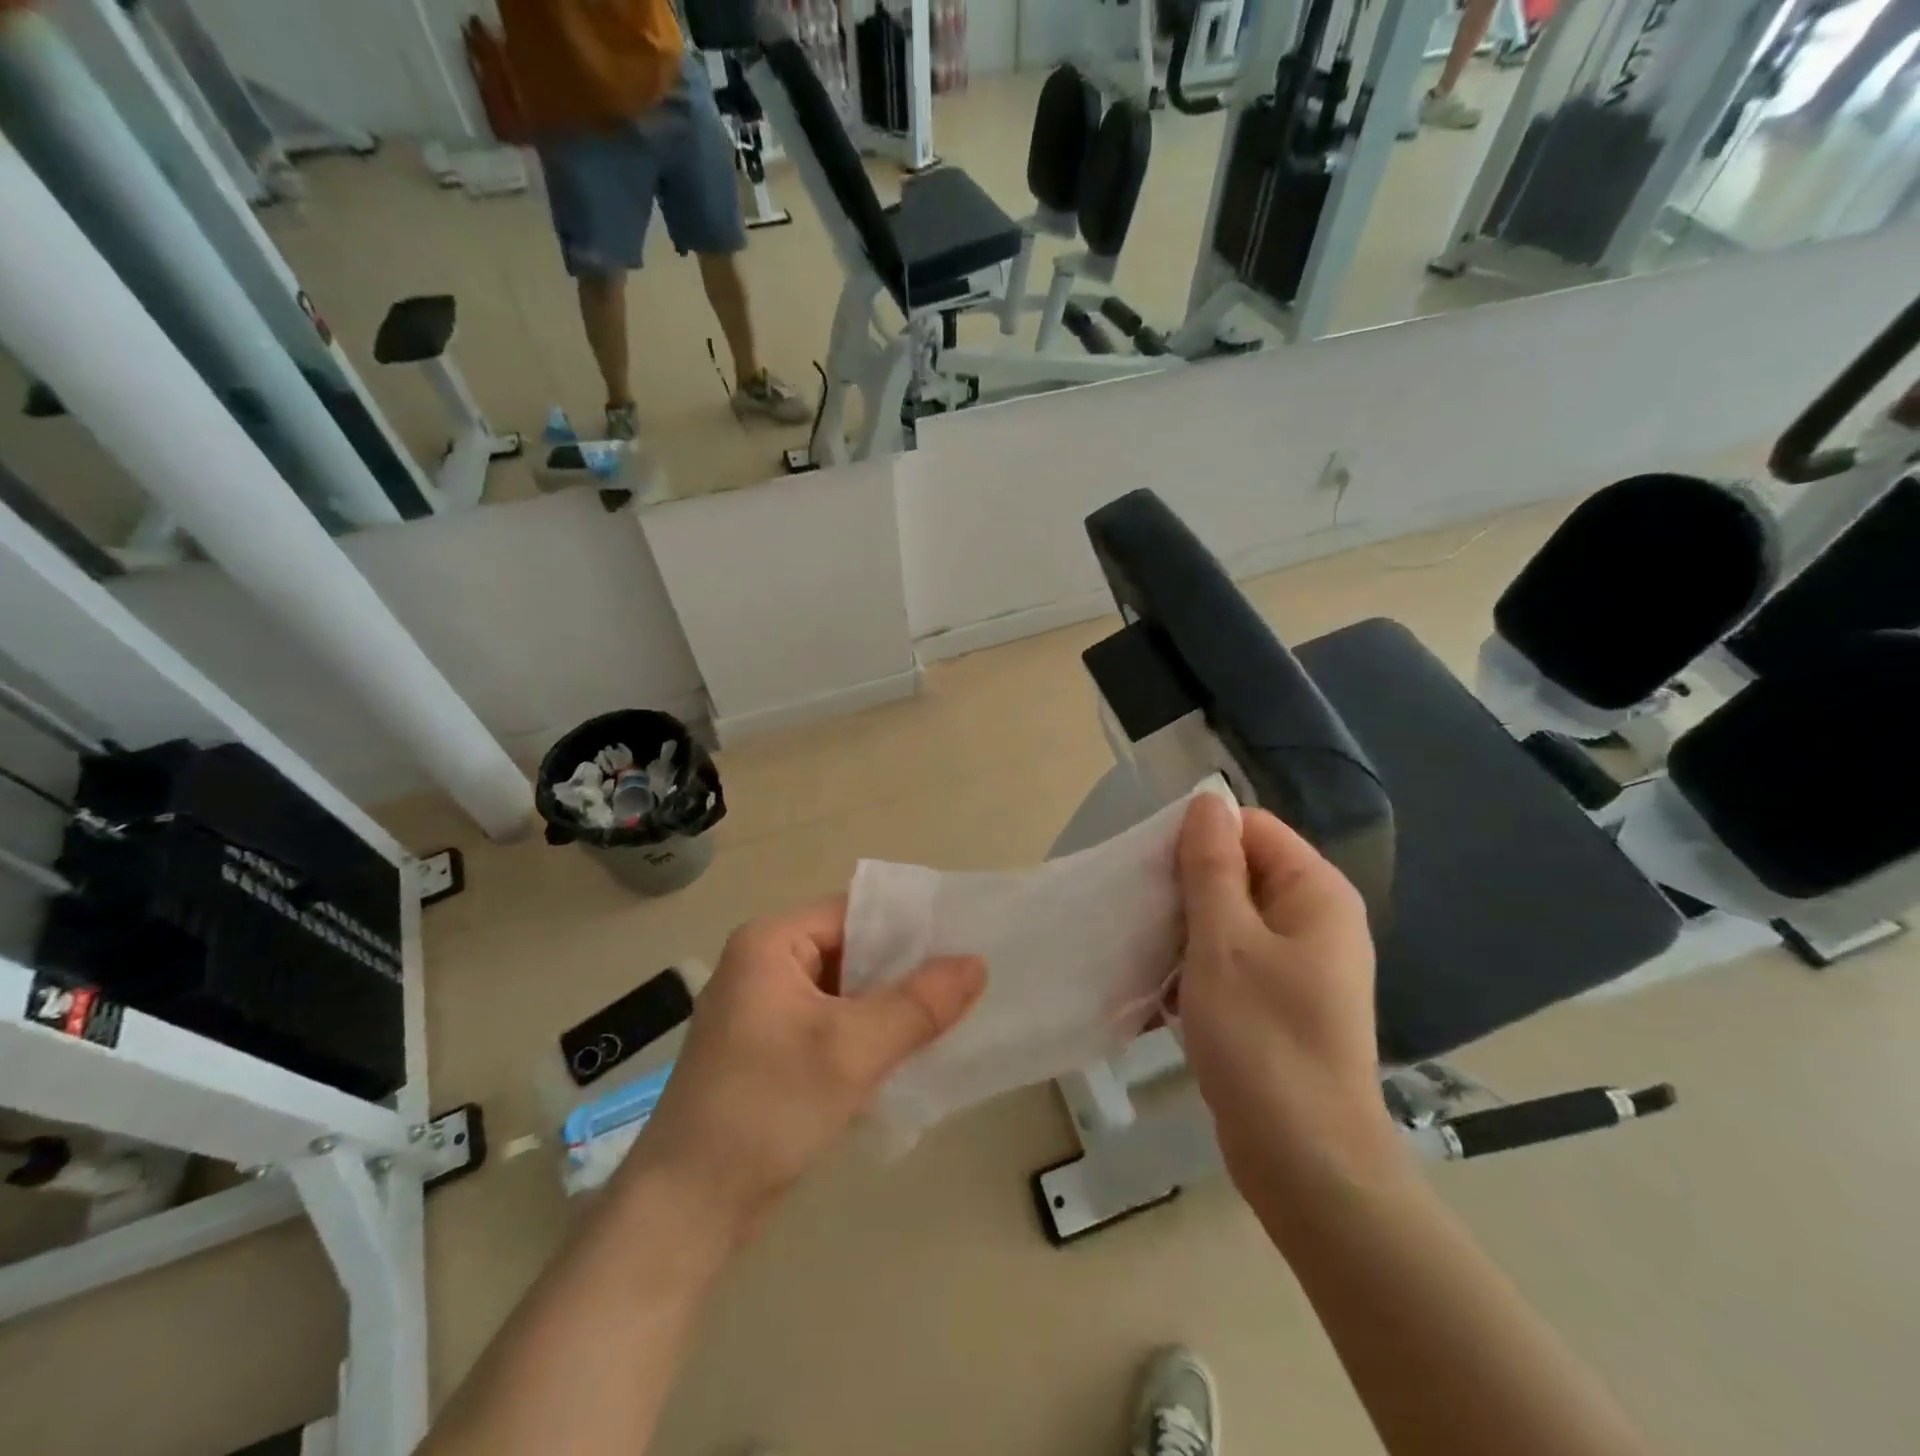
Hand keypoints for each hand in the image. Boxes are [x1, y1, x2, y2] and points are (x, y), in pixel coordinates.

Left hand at [625, 897, 984, 1244]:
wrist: (686, 1211)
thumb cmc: (766, 1108)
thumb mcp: (851, 1050)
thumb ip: (918, 1004)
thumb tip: (977, 963)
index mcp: (770, 943)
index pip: (854, 913)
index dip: (910, 927)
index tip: (963, 945)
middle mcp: (763, 965)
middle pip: (851, 950)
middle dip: (904, 971)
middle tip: (965, 985)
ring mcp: (764, 1010)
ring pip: (844, 992)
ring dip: (888, 1006)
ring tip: (949, 1017)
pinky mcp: (769, 1051)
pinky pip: (831, 1024)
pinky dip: (866, 1034)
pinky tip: (907, 1052)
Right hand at [1175, 795, 1401, 1195]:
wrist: (1306, 1164)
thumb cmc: (1263, 1040)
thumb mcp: (1224, 941)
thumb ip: (1212, 865)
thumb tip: (1207, 798)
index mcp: (1315, 893)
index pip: (1250, 828)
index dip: (1198, 840)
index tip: (1151, 873)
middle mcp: (1315, 920)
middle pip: (1239, 872)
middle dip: (1186, 888)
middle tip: (1140, 914)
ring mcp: (1298, 965)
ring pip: (1228, 920)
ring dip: (1184, 930)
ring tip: (1144, 952)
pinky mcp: (1279, 1003)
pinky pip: (1230, 961)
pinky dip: (1196, 968)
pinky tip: (1162, 994)